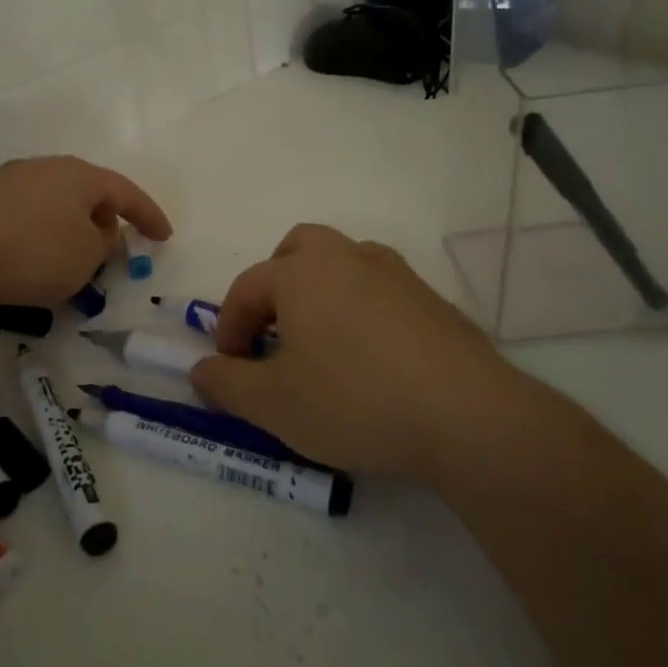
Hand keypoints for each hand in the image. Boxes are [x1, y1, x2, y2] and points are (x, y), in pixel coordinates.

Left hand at [0, 156, 171, 314]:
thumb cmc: (32, 251)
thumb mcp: (85, 256)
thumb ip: (103, 244)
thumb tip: (97, 233)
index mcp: (77, 175)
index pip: (125, 191)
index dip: (149, 215)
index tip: (164, 237)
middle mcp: (43, 170)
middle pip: (85, 194)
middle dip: (104, 222)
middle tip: (113, 251)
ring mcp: (6, 185)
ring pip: (52, 208)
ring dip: (69, 234)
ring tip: (71, 266)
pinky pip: (24, 222)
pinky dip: (38, 241)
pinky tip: (30, 268)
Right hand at [191, 224, 515, 481]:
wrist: (466, 415)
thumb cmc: (354, 400)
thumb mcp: (273, 404)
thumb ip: (226, 384)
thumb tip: (201, 370)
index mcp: (303, 271)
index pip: (248, 287)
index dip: (229, 326)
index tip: (230, 367)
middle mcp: (348, 257)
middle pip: (298, 250)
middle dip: (276, 286)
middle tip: (274, 332)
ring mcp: (396, 274)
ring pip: (343, 266)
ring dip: (320, 295)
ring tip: (321, 347)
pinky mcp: (433, 300)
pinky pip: (379, 292)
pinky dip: (361, 312)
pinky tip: (371, 361)